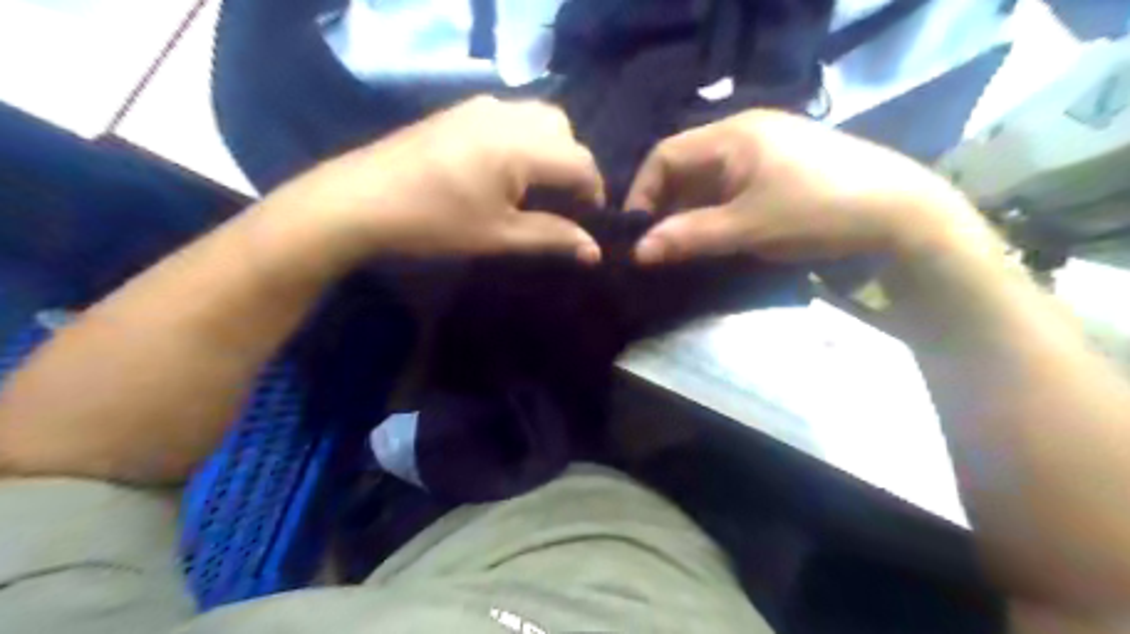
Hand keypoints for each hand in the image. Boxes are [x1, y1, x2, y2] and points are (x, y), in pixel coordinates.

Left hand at [263, 97, 608, 267]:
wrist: (362, 199)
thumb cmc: (435, 223)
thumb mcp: (499, 236)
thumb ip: (553, 238)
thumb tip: (594, 251)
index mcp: (522, 146)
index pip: (581, 162)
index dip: (594, 193)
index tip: (589, 222)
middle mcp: (509, 115)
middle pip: (565, 132)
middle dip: (573, 166)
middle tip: (561, 203)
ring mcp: (482, 106)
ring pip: (540, 117)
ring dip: (551, 148)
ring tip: (535, 186)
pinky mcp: (463, 109)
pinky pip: (513, 114)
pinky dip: (526, 137)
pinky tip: (505, 168)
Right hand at [622, 110, 986, 263]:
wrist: (900, 213)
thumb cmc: (818, 211)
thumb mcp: (747, 227)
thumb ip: (689, 236)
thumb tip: (638, 252)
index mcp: (732, 134)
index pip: (665, 155)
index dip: (643, 193)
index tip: (637, 233)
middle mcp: (743, 133)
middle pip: (685, 166)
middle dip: (666, 206)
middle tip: (658, 245)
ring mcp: (764, 150)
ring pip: (708, 179)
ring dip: (690, 211)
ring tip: (684, 246)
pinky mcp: (779, 169)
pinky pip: (731, 187)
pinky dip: (715, 211)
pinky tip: (717, 235)